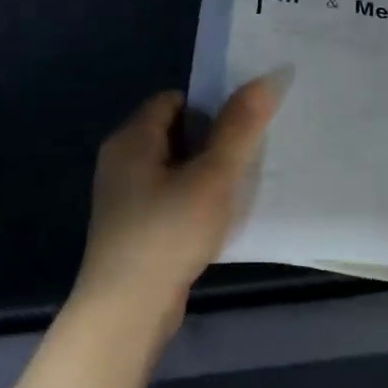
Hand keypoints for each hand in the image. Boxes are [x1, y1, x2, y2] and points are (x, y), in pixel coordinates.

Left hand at [73, 78, 280, 336]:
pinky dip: (193, 202)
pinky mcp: (133, 228)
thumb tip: (267, 77)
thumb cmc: (169, 232)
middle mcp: (121, 161)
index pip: (175, 100)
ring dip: (205, 175)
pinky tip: (215, 221)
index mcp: (132, 139)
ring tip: (238, 189)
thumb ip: (240, 127)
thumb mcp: (213, 175)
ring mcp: (124, 198)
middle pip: (176, 133)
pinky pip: (169, 198)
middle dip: (213, 142)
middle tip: (249, 157)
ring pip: (174, 169)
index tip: (244, 128)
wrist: (127, 309)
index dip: (211, 107)